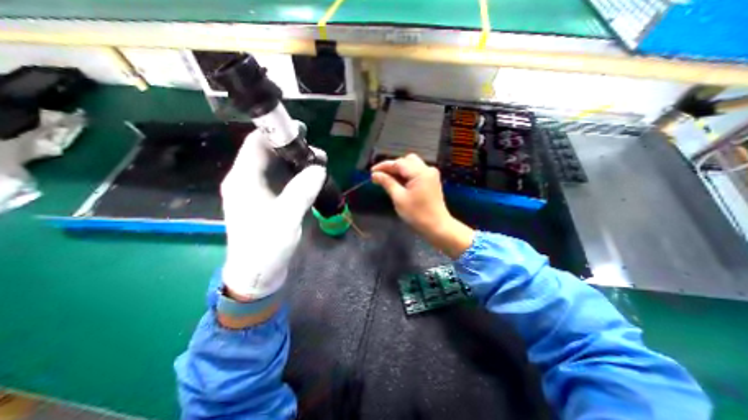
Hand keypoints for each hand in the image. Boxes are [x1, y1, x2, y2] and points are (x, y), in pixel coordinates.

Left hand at [221, 128, 327, 301]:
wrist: (258, 273)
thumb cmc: (266, 245)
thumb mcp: (286, 217)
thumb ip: (302, 190)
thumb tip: (318, 168)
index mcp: (243, 180)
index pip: (256, 144)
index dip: (276, 133)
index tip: (302, 131)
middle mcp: (246, 181)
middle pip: (267, 154)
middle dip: (291, 148)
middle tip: (316, 152)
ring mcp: (256, 192)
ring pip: (275, 167)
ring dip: (294, 162)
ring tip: (317, 162)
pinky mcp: (265, 201)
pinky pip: (279, 180)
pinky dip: (294, 176)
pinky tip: (308, 178)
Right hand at [373, 153, 472, 258]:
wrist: (437, 226)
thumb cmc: (417, 214)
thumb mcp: (399, 198)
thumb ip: (387, 183)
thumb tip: (375, 174)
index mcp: (420, 172)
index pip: (398, 163)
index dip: (384, 166)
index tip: (371, 172)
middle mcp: (427, 169)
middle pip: (406, 160)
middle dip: (392, 167)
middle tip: (380, 176)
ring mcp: (431, 174)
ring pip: (412, 165)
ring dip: (399, 170)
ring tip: (388, 180)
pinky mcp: (431, 180)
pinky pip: (416, 171)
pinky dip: (407, 174)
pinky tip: (398, 182)